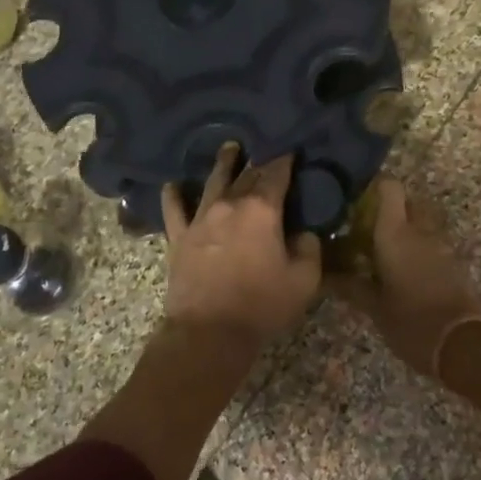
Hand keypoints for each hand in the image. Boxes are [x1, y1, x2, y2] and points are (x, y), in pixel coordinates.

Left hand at [162, 144, 322, 346]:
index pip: (277, 173)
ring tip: (229, 148)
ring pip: (213, 181)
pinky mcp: (179, 237)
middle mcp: (230, 204)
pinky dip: (173, 195)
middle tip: (266, 151)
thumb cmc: (262, 305)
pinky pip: (174, 209)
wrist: (209, 332)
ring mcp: (201, 218)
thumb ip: (309, 249)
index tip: (292, 151)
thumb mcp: (304, 280)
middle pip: (247, 174)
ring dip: (223, 163)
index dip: (286, 160)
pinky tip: (171, 184)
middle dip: (259, 162)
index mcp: (262, 209)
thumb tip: (304, 233)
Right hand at [331, 178, 480, 373]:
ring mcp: (441, 245)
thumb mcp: (374, 307)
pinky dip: (418, 248)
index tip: (356, 199)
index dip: (374, 187)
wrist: (464, 344)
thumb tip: (324, 275)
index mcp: (396, 232)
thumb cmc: (411, 321)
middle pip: (408, 202)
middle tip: (367, 228)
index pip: (389, 187)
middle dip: (390, 210)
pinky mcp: (453, 263)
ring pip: (422, 223)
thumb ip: (350, 286)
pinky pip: (432, 243)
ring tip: (383, 251)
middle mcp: (420, 230)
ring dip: (406, 229)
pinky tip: (402, 270)